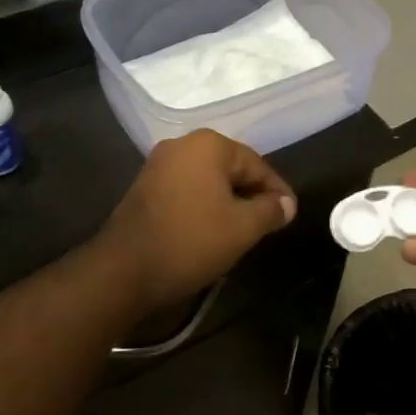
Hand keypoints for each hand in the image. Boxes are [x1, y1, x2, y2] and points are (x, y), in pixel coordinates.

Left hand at [97, 131, 296, 311]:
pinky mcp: (144, 187)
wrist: (124, 269)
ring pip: (208, 180)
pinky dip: (204, 205)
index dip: (277, 190)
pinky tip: (212, 229)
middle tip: (270, 222)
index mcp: (208, 145)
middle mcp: (182, 145)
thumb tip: (287, 204)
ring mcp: (158, 165)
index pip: (256, 164)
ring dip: (228, 201)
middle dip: (252, 194)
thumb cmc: (191, 241)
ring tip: (245, 228)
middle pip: (231, 168)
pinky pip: (187, 190)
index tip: (291, 213)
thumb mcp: (243, 228)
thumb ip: (270, 211)